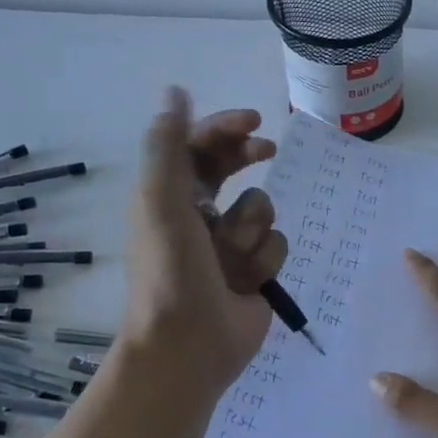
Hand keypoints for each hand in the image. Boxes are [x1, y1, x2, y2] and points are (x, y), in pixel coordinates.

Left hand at [120, 89, 288, 395]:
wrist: (189, 345)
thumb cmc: (171, 271)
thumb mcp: (161, 201)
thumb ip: (168, 145)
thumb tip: (175, 92)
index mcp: (170, 196)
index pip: (199, 147)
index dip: (224, 127)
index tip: (253, 121)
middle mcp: (199, 215)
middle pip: (233, 169)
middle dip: (248, 158)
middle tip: (267, 148)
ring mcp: (229, 245)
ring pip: (262, 209)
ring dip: (252, 229)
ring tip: (233, 257)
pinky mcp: (254, 272)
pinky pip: (276, 245)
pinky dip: (264, 260)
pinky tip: (248, 282)